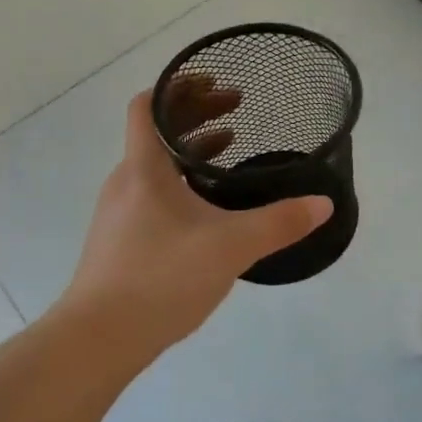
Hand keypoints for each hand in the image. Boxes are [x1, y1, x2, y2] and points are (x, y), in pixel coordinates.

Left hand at [52, 81, 331, 359]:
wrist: (98, 339)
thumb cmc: (161, 277)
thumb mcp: (231, 246)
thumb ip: (280, 222)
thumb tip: (323, 204)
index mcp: (144, 168)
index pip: (149, 105)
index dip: (179, 86)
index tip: (216, 82)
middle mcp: (126, 182)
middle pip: (157, 131)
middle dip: (197, 115)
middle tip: (237, 109)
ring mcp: (119, 213)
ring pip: (156, 164)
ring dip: (191, 149)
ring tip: (229, 148)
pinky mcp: (120, 241)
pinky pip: (153, 192)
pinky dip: (182, 181)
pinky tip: (209, 206)